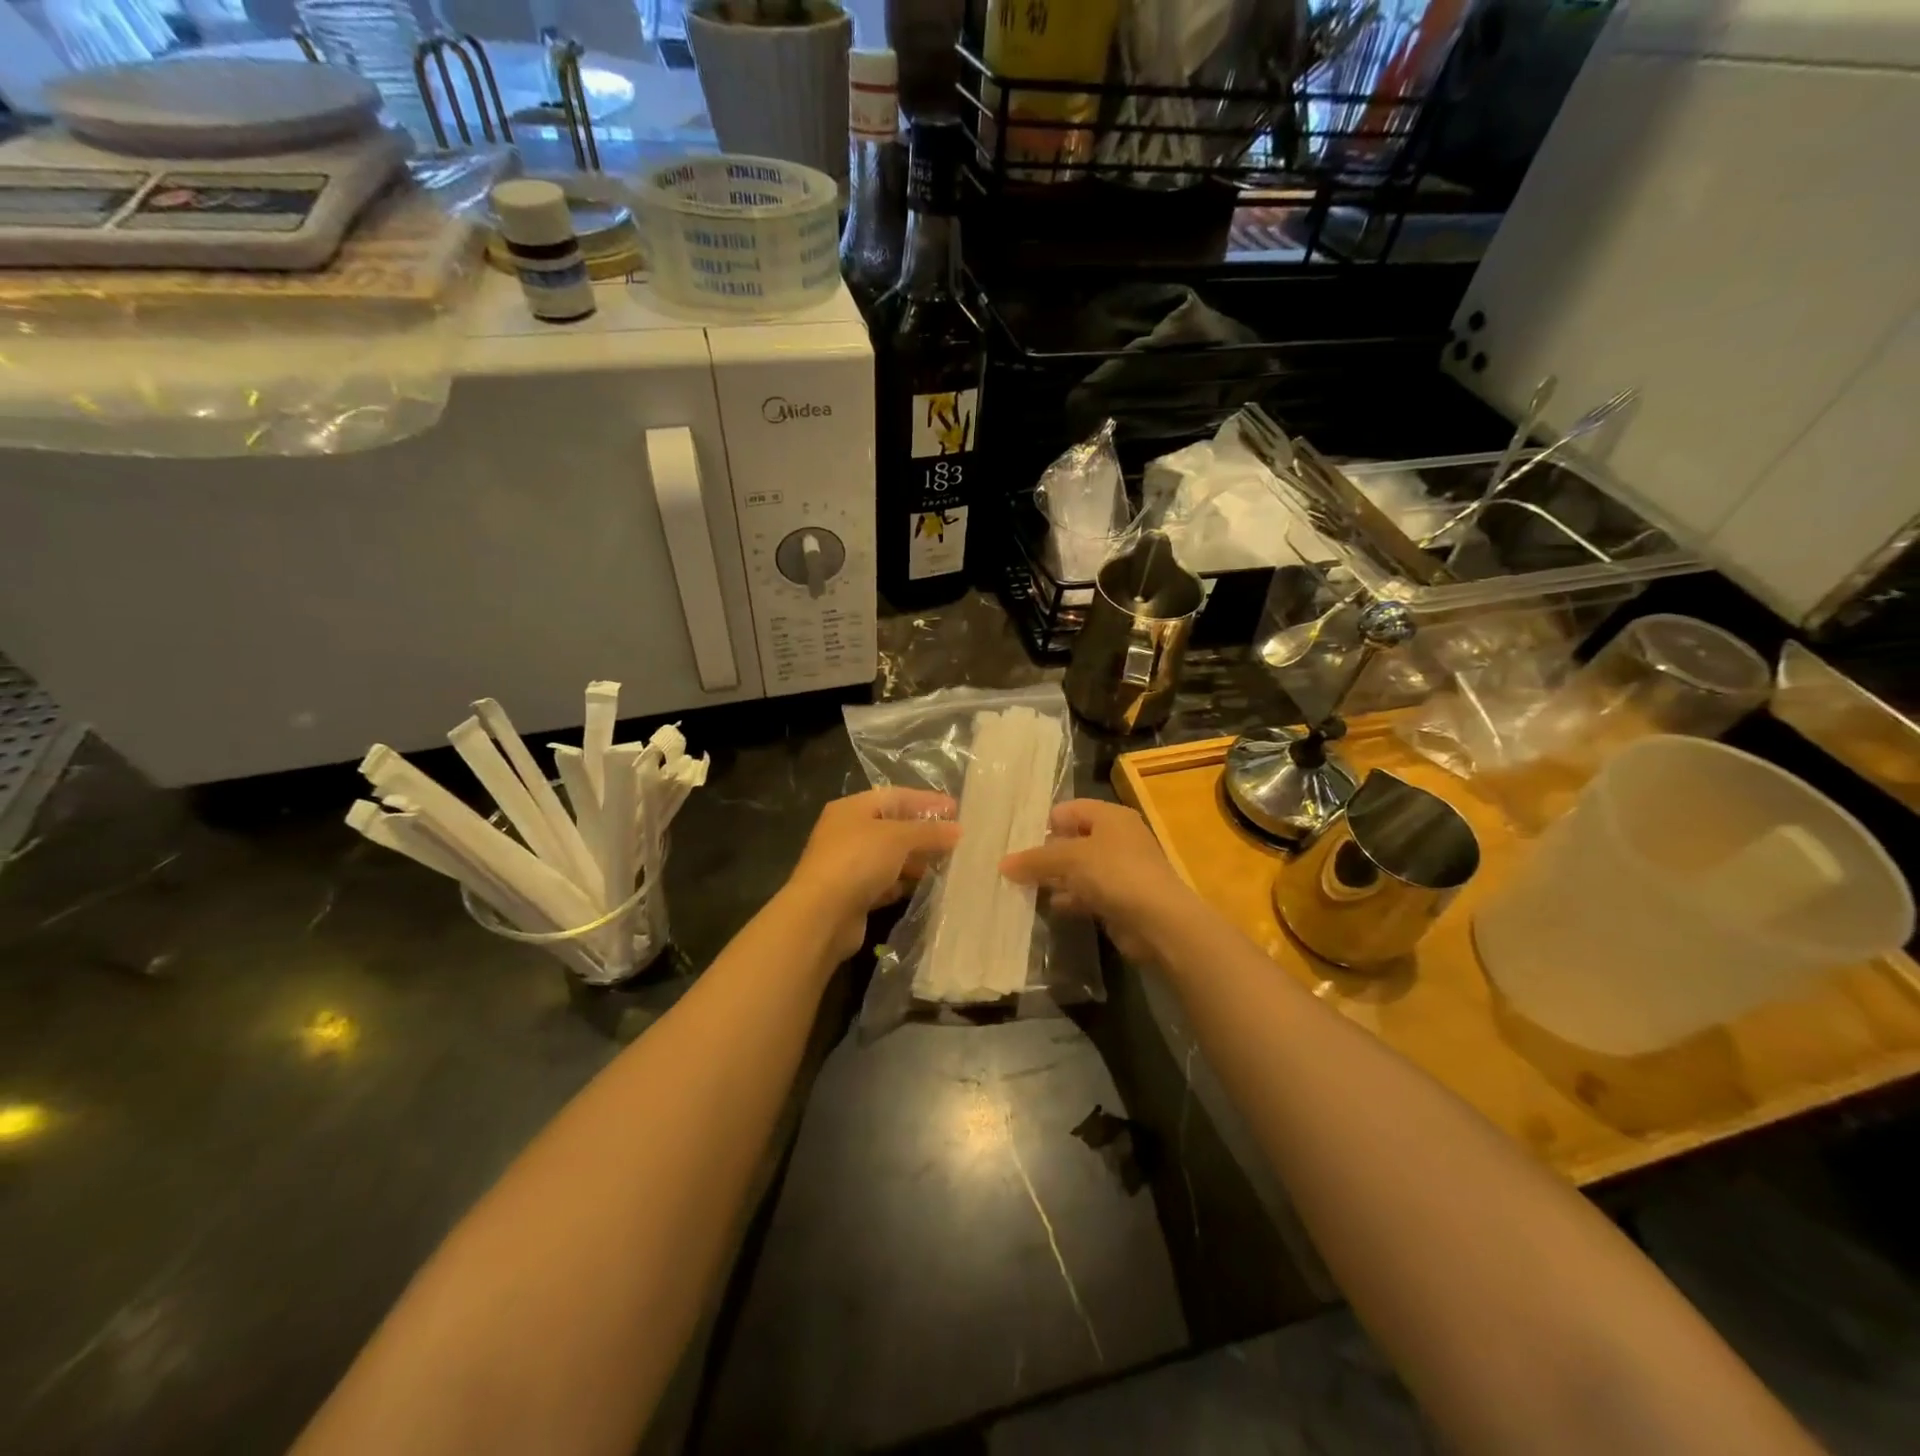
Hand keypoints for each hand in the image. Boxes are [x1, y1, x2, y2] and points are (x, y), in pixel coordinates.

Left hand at [784, 787, 960, 961]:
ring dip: (917, 860)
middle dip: (924, 832)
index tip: (956, 810)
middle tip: (957, 840)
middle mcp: (847, 832)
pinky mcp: (853, 895)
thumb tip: (957, 830)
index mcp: (852, 808)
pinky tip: (926, 887)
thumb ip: (929, 832)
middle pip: (893, 827)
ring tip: (948, 864)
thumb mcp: (898, 837)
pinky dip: (904, 883)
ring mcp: (848, 865)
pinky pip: (886, 883)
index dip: (926, 801)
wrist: (821, 915)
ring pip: (890, 857)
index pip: (895, 796)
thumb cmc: (858, 861)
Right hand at [1000, 800, 1200, 964]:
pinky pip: (1087, 893)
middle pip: (1072, 840)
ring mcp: (1120, 870)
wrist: (1159, 920)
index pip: (1069, 810)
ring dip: (1055, 879)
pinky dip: (1070, 899)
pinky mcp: (1120, 899)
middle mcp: (1117, 838)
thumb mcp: (1069, 859)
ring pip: (1078, 869)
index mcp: (1110, 816)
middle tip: (1014, 867)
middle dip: (1046, 854)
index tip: (1017, 841)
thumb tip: (1003, 864)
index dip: (1044, 823)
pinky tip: (1050, 907)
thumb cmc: (1115, 873)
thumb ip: (1035, 860)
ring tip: (1023, 888)